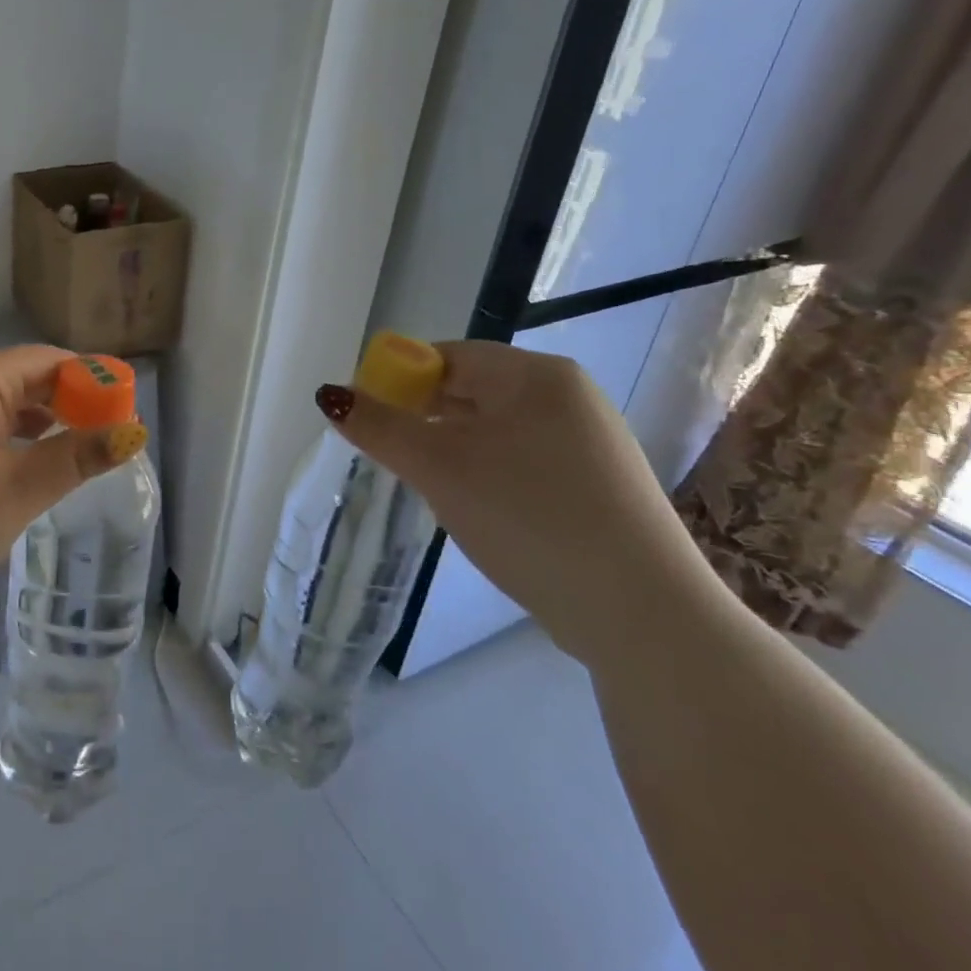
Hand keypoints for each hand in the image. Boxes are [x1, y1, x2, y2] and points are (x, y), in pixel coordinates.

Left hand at [0, 346, 147, 638]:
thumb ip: (75, 457)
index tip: (126, 415)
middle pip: (22, 377)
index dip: (92, 382)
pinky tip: (19, 468)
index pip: (49, 360)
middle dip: (67, 404)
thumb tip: (133, 430)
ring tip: (72, 456)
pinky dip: (4, 438)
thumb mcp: (14, 494)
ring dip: (36, 423)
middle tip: (106, 443)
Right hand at [324, 340, 730, 669]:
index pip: (447, 357)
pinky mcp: (598, 488)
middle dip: (424, 420)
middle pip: (471, 391)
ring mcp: (591, 444)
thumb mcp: (438, 467)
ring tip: (432, 488)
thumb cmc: (528, 516)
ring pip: (495, 431)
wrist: (641, 614)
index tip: (368, 419)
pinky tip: (479, 511)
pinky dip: (488, 475)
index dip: (398, 381)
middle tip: (392, 456)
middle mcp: (569, 398)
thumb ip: (378, 427)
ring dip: (453, 451)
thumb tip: (329, 394)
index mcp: (537, 376)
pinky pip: (523, 462)